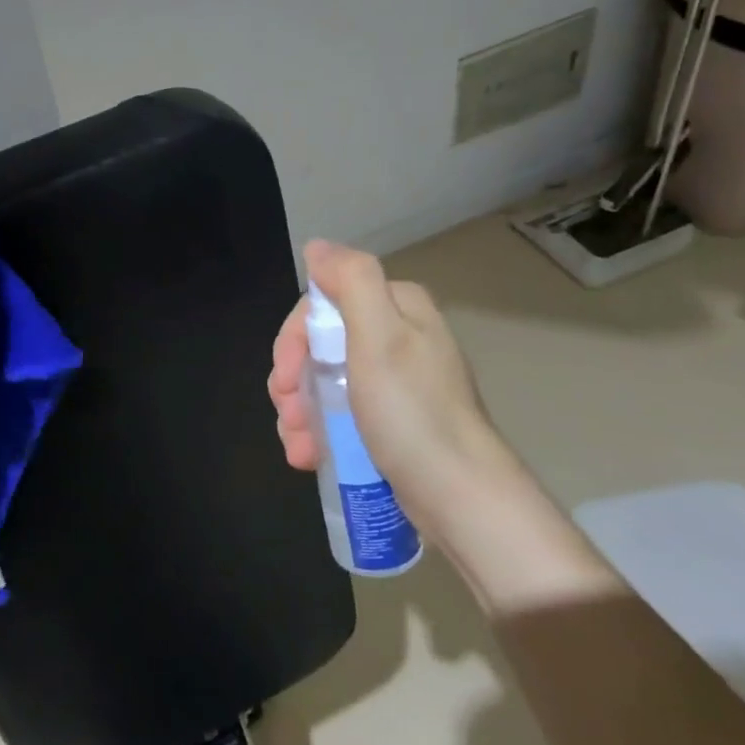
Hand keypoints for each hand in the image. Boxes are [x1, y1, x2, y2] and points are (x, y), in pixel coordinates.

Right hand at [268, 240, 518, 524]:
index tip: (284, 376)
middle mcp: (399, 338)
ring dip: (301, 412)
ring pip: (326, 382)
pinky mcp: (394, 423)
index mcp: (399, 309)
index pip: (325, 302)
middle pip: (322, 343)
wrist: (461, 499)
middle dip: (295, 380)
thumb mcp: (379, 337)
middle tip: (287, 414)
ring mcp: (397, 383)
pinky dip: (320, 432)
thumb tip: (318, 246)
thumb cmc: (413, 413)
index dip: (295, 337)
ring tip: (298, 446)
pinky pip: (343, 414)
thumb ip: (351, 281)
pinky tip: (310, 456)